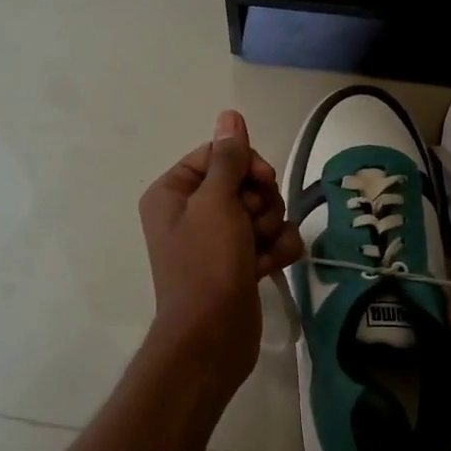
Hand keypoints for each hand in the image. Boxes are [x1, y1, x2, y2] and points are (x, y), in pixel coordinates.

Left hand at [137, 110, 302, 388]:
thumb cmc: (207, 263)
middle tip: (254, 224)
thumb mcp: (216, 202)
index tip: (262, 180)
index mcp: (174, 192)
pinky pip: (270, 241)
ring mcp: (217, 240)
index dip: (246, 164)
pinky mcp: (240, 263)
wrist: (212, 336)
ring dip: (270, 228)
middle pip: (244, 183)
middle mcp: (192, 212)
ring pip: (263, 212)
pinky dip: (276, 251)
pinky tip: (270, 267)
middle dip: (261, 201)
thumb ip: (228, 157)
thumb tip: (230, 115)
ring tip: (260, 252)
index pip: (218, 155)